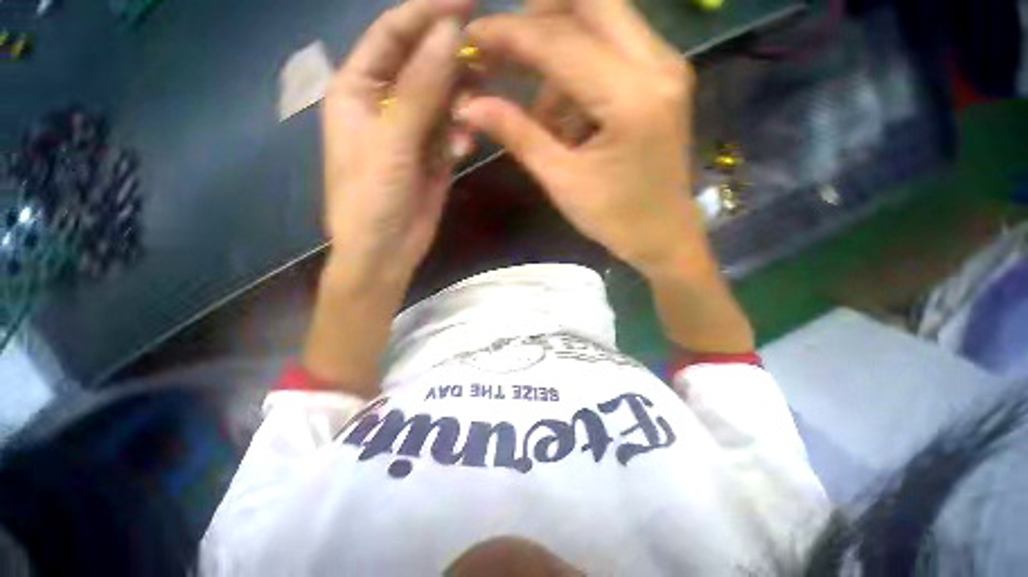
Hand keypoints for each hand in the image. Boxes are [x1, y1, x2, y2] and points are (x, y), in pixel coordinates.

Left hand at [322, 0, 471, 283]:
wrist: (385, 251)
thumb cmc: (372, 198)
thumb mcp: (391, 142)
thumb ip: (420, 89)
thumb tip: (449, 31)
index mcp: (358, 89)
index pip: (393, 34)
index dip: (427, 11)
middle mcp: (385, 103)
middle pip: (422, 62)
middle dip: (452, 56)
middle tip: (488, 54)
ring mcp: (412, 131)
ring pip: (443, 97)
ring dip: (462, 98)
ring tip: (476, 107)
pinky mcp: (433, 155)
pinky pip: (453, 129)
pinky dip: (463, 131)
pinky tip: (466, 144)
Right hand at [458, 0, 707, 273]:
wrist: (663, 236)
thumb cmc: (614, 219)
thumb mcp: (561, 181)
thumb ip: (518, 135)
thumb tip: (469, 105)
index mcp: (631, 98)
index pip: (559, 41)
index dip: (509, 34)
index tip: (471, 36)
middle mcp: (658, 64)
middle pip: (591, 2)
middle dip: (538, 17)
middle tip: (506, 51)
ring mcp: (666, 66)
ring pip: (602, 20)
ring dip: (559, 51)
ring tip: (541, 114)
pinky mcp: (663, 78)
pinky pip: (614, 48)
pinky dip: (580, 71)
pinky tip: (568, 119)